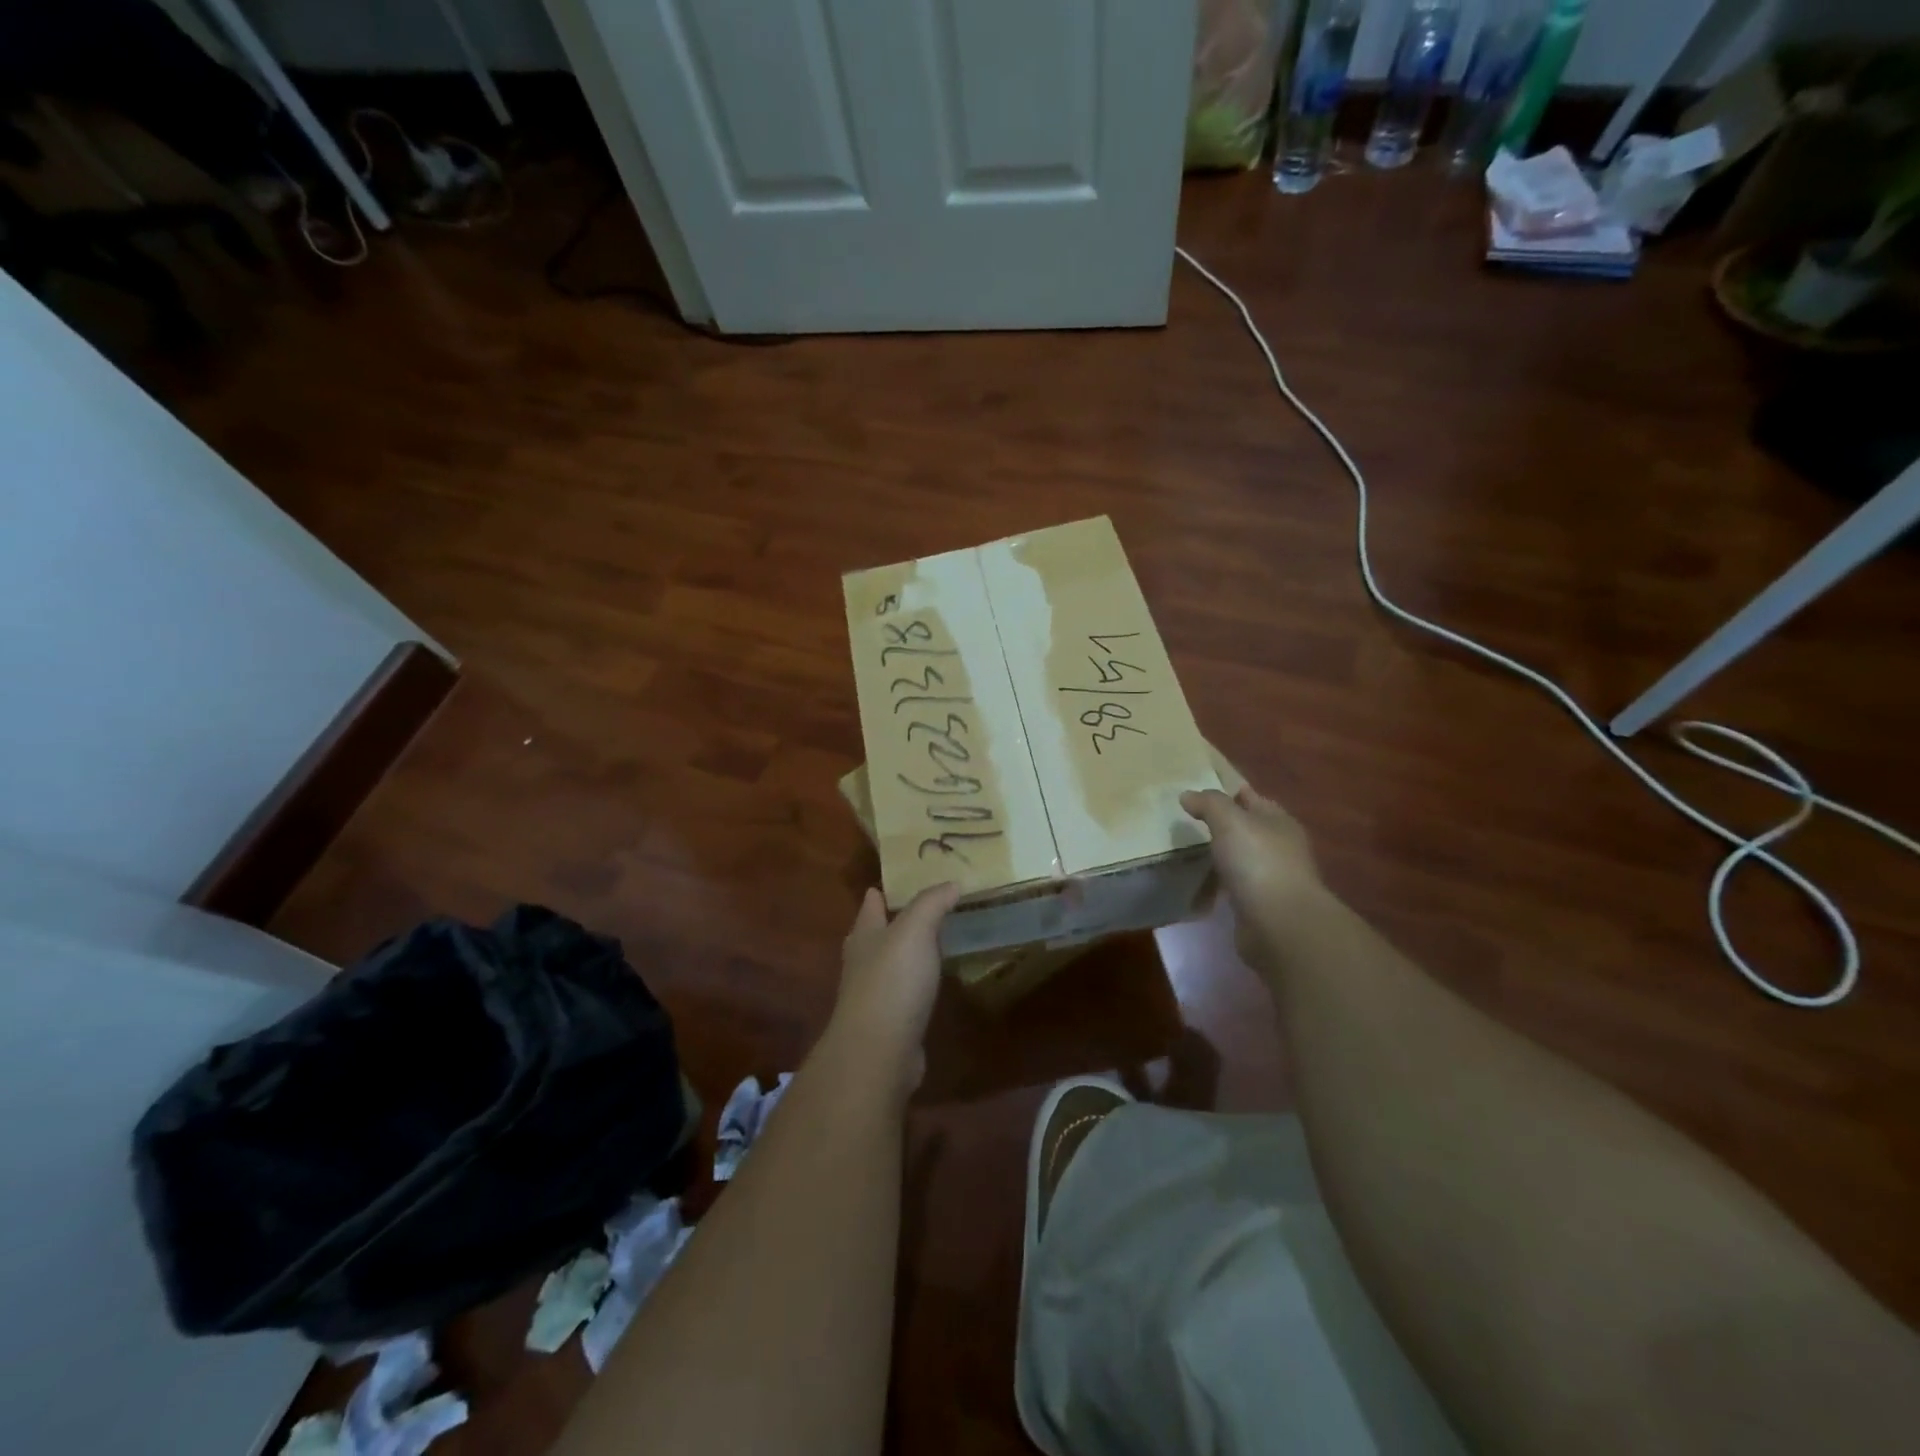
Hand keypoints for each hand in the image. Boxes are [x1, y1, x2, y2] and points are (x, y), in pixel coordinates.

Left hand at [823, 883, 959, 1095]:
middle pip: (873, 936)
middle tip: (914, 911)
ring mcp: (873, 997)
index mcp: (865, 936)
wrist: (879, 1051)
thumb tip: (951, 883)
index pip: (870, 906)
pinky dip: (914, 986)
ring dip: (904, 955)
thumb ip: (932, 903)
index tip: (890, 884)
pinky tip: (930, 986)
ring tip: (929, 944)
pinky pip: (903, 995)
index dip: (879, 893)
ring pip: (888, 966)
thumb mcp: (915, 930)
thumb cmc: (893, 980)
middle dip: (887, 923)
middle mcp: (863, 963)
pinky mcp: (889, 1024)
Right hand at [1181, 785, 1324, 971]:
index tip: (1199, 793)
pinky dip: (1219, 884)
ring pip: (1240, 858)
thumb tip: (1188, 795)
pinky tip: (1201, 883)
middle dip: (1222, 825)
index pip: (1252, 798)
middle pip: (1247, 828)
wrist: (1278, 923)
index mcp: (1279, 821)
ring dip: (1220, 856)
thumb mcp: (1230, 821)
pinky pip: (1234, 886)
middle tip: (1187, 822)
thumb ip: (1209, 804)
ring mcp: (1272, 877)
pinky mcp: (1260, 905)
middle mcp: (1280, 847)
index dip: (1228, 792)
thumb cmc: (1257, 861)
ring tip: (1188, 852)